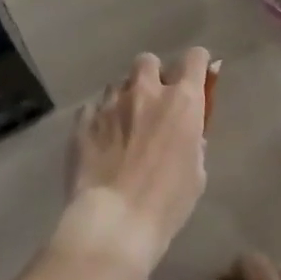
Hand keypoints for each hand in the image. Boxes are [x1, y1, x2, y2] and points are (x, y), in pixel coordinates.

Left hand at [56, 48, 210, 270]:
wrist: (114, 221)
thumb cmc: (167, 202)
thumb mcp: (196, 172)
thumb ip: (192, 140)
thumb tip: (187, 131)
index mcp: (182, 101)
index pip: (195, 58)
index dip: (197, 65)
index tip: (196, 79)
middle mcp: (146, 91)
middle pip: (149, 61)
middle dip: (153, 76)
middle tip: (154, 104)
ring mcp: (110, 103)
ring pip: (118, 84)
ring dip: (124, 98)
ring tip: (123, 127)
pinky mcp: (82, 120)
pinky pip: (93, 108)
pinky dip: (100, 119)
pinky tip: (101, 143)